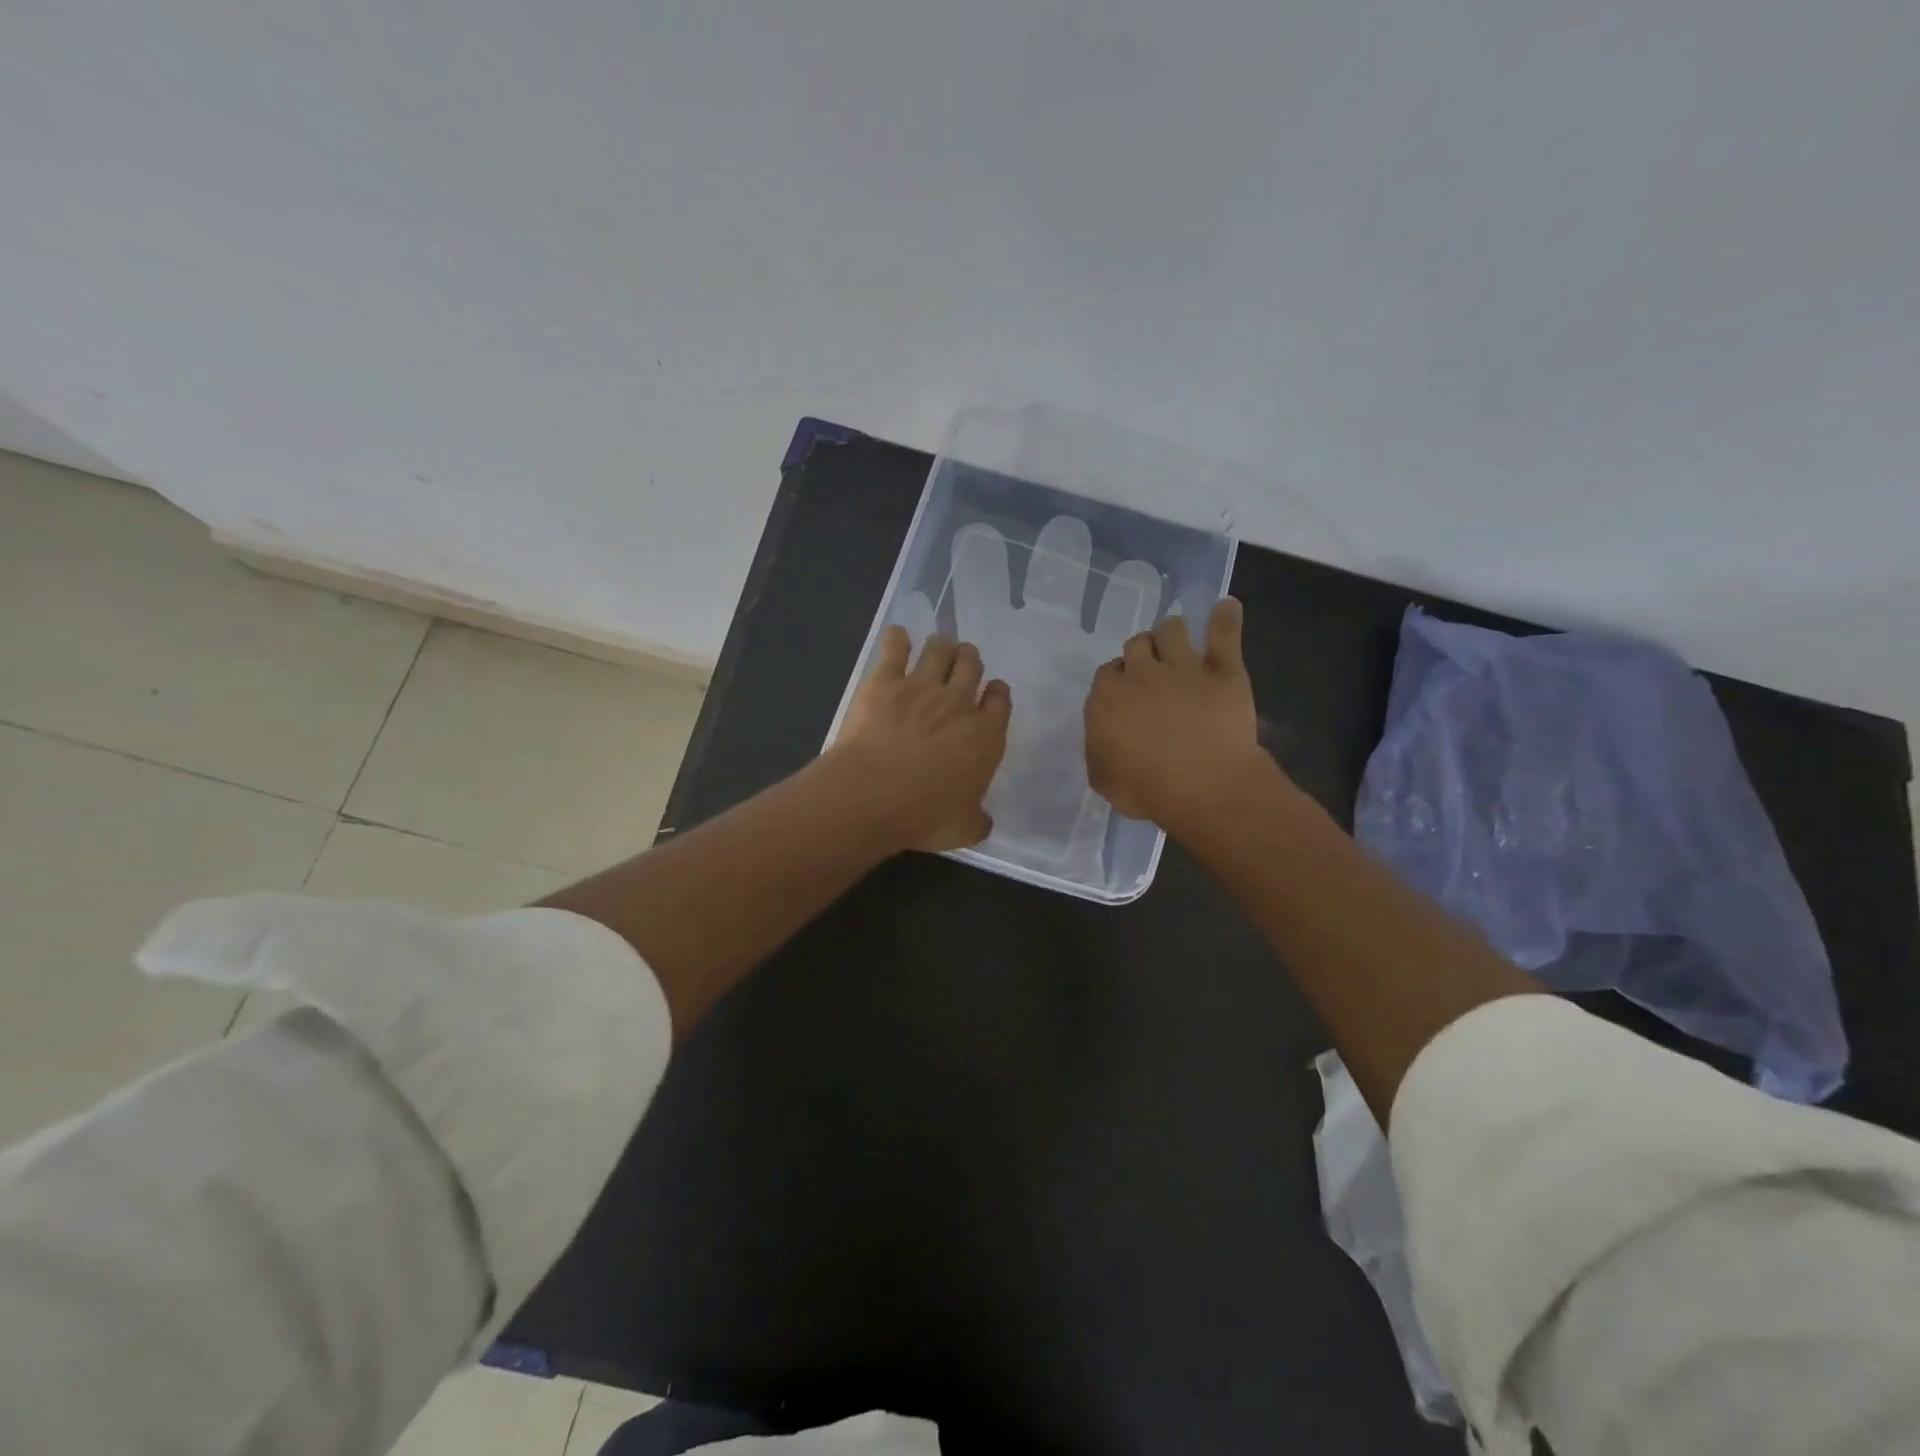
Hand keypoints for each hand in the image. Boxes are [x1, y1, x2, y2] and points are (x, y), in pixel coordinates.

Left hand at [830, 627, 1011, 851]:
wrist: (872, 795)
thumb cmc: (924, 816)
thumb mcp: (963, 829)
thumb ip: (978, 819)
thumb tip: (983, 821)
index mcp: (985, 736)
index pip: (1000, 700)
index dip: (996, 692)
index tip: (991, 692)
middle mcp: (959, 703)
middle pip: (972, 664)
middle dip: (969, 660)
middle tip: (961, 665)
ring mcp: (922, 687)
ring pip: (941, 648)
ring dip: (942, 645)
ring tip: (937, 648)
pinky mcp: (885, 680)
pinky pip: (895, 645)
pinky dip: (897, 638)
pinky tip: (897, 637)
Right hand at [1085, 597, 1270, 834]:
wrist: (1204, 786)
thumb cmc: (1147, 790)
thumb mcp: (1104, 780)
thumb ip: (1099, 751)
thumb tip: (1104, 738)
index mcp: (1107, 698)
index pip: (1107, 674)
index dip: (1117, 680)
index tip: (1126, 694)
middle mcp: (1141, 674)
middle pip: (1136, 645)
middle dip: (1141, 653)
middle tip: (1151, 669)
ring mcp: (1184, 668)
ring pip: (1172, 630)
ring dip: (1172, 632)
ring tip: (1178, 639)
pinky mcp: (1223, 670)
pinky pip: (1223, 634)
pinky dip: (1225, 617)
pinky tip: (1227, 606)